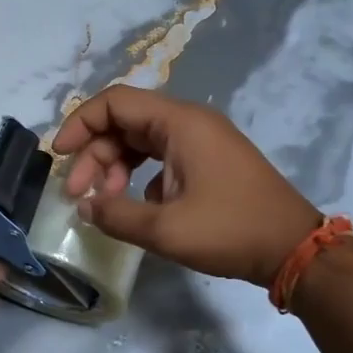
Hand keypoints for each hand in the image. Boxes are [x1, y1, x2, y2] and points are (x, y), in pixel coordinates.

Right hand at [52, 87, 319, 286]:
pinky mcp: (209, 162)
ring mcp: (202, 142)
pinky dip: (139, 177)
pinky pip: (161, 157)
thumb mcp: (166, 229)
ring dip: (115, 167)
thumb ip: (116, 215)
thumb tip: (84, 206)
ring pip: (141, 141)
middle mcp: (189, 123)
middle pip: (125, 122)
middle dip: (94, 154)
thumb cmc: (230, 231)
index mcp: (179, 123)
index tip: (58, 155)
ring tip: (104, 201)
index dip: (80, 123)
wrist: (294, 250)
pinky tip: (139, 208)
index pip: (114, 103)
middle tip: (77, 194)